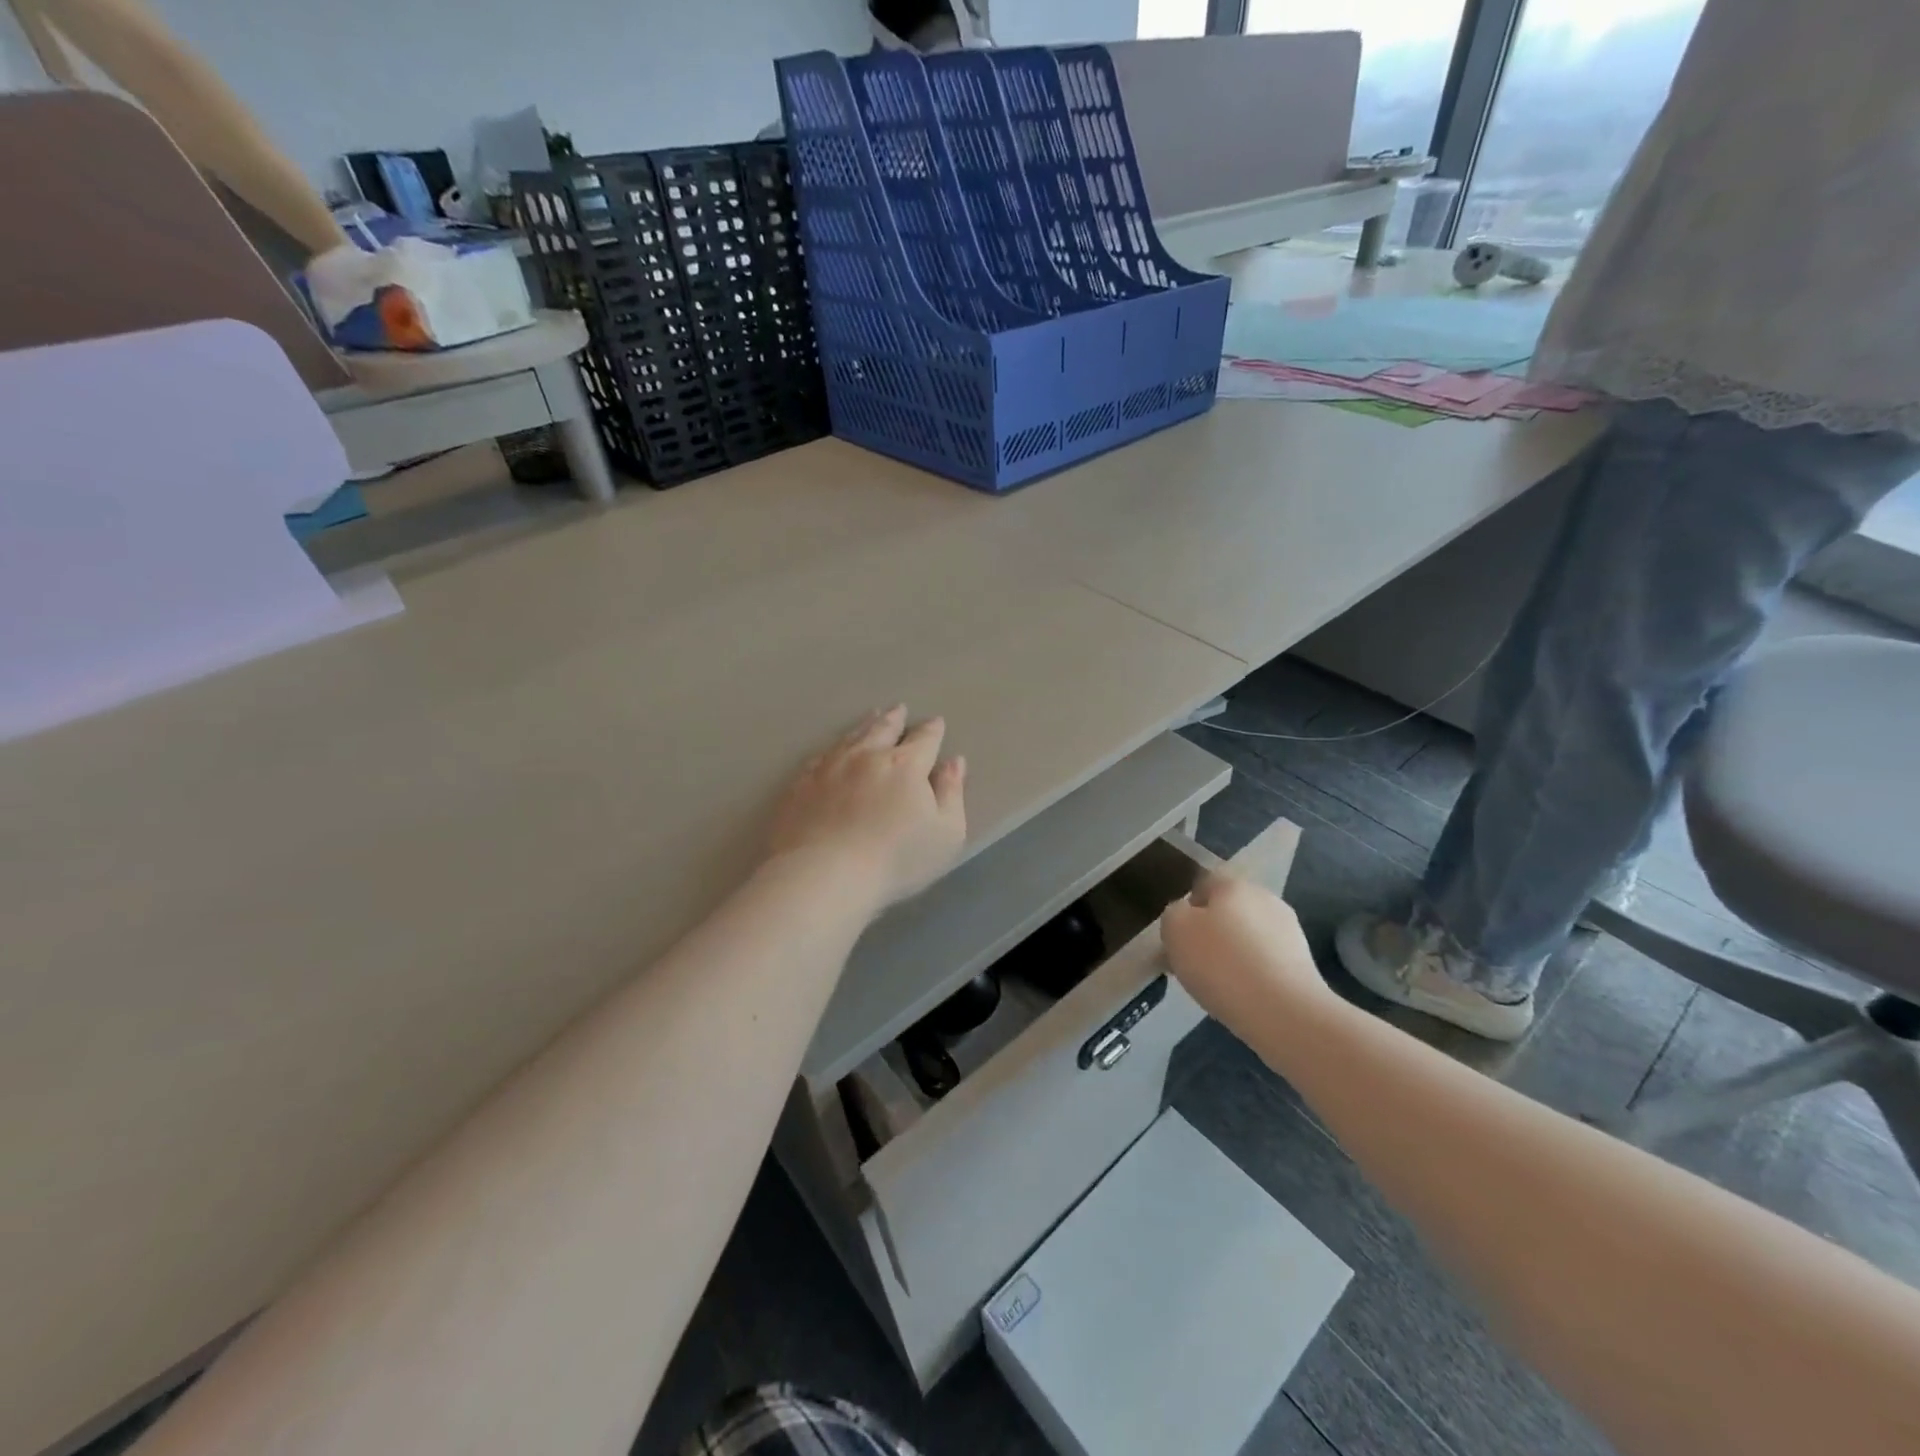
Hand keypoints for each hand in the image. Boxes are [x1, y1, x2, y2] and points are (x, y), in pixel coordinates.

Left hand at [768, 706, 967, 908]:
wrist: (823, 876)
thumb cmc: (895, 860)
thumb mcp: (945, 834)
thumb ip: (952, 794)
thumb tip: (954, 762)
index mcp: (905, 765)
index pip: (924, 740)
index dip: (932, 730)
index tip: (936, 722)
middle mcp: (866, 756)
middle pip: (883, 729)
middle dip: (895, 718)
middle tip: (899, 709)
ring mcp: (829, 768)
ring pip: (850, 737)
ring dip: (864, 725)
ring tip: (871, 716)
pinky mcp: (800, 785)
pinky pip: (819, 757)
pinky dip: (831, 749)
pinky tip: (831, 750)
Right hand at [1160, 873, 1329, 1038]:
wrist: (1284, 1013)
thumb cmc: (1221, 963)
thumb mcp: (1175, 930)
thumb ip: (1174, 914)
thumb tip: (1185, 916)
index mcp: (1233, 885)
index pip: (1203, 884)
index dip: (1186, 908)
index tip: (1176, 937)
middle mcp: (1265, 899)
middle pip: (1227, 911)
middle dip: (1209, 932)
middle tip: (1191, 962)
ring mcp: (1289, 931)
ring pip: (1247, 937)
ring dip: (1231, 954)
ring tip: (1216, 985)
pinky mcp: (1303, 964)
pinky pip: (1265, 961)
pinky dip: (1251, 974)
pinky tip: (1241, 996)